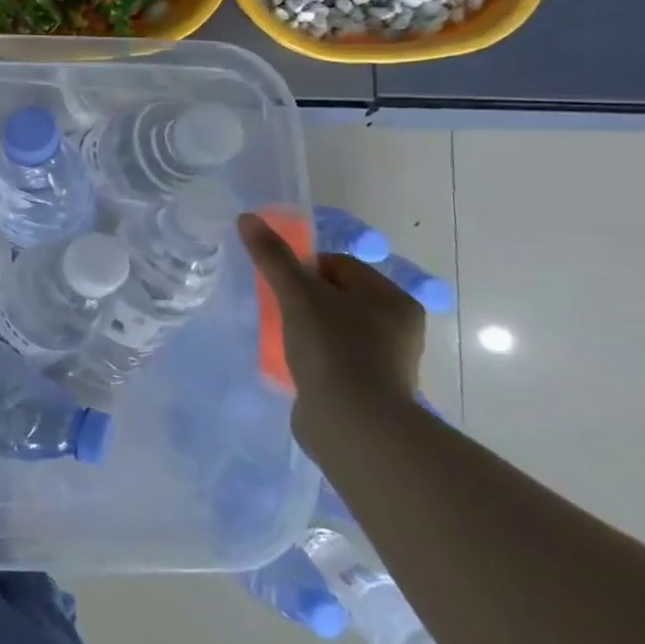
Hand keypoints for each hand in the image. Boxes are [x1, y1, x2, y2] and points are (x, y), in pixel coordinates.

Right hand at [238, 211, 423, 429]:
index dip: (303, 269)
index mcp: (391, 298)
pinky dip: (313, 356)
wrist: (354, 425)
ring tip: (283, 339)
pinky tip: (294, 363)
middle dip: (303, 299)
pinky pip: (334, 357)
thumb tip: (247, 219)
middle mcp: (396, 326)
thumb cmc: (333, 349)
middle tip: (277, 311)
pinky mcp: (368, 387)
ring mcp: (385, 360)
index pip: (338, 264)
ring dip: (306, 328)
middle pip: (335, 294)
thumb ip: (273, 257)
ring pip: (333, 327)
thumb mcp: (297, 295)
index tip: (279, 286)